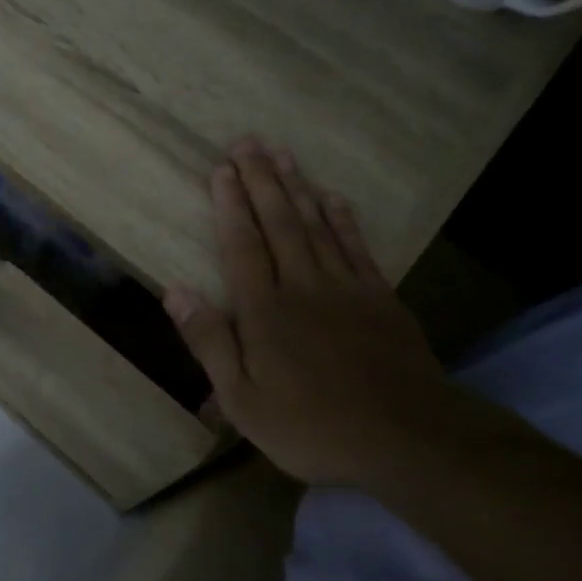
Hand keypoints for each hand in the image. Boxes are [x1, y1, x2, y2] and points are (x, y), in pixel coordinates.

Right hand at [164, 141, 458, 487]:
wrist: (406, 438)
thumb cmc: (310, 427)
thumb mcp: (243, 400)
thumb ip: (209, 342)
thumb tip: (175, 292)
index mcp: (264, 311)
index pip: (241, 245)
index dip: (230, 205)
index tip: (221, 169)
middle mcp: (302, 286)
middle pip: (278, 223)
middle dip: (261, 180)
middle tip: (248, 142)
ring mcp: (346, 288)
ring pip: (316, 226)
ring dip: (297, 188)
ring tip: (283, 154)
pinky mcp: (380, 297)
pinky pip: (356, 247)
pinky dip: (342, 219)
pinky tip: (332, 198)